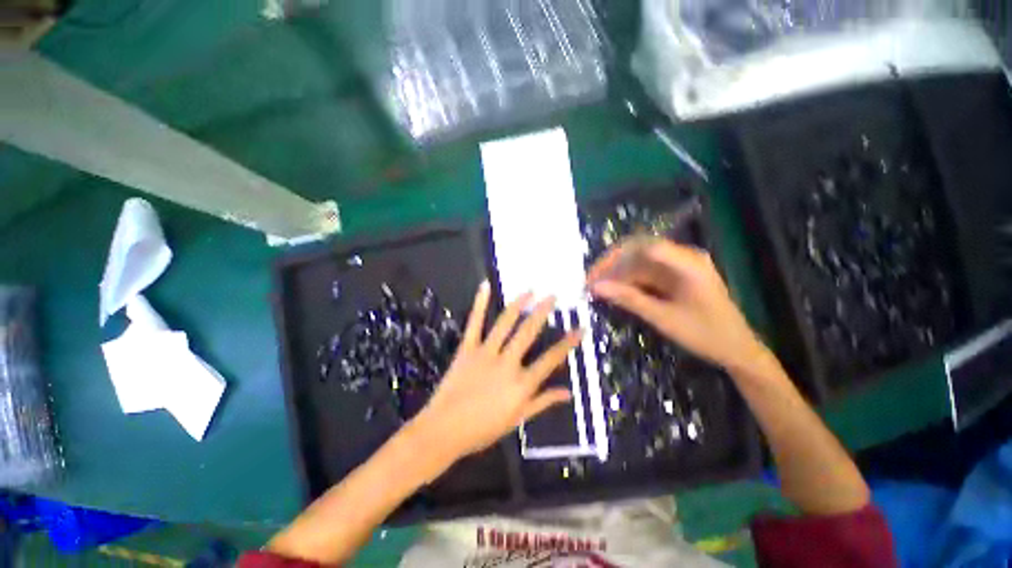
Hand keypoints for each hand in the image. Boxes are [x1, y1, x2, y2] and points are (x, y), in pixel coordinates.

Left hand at [409, 282, 581, 463]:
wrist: (444, 430)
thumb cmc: (483, 429)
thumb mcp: (518, 419)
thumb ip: (543, 402)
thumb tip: (567, 393)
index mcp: (521, 384)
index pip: (551, 359)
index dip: (567, 343)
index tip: (579, 328)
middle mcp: (507, 363)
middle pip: (528, 332)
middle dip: (543, 312)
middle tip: (552, 296)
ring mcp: (485, 353)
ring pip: (505, 323)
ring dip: (518, 304)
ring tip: (529, 290)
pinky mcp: (467, 349)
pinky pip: (474, 323)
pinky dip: (479, 303)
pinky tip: (485, 286)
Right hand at [587, 238, 767, 371]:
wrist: (737, 350)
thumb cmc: (705, 334)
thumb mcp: (663, 318)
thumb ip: (628, 299)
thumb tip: (596, 287)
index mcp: (686, 262)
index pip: (641, 246)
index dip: (612, 258)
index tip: (592, 277)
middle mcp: (683, 257)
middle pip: (638, 251)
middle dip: (611, 265)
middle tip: (590, 283)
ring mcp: (679, 266)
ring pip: (639, 262)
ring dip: (617, 274)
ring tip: (597, 289)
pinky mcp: (675, 276)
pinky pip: (646, 273)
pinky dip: (629, 282)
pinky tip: (615, 291)